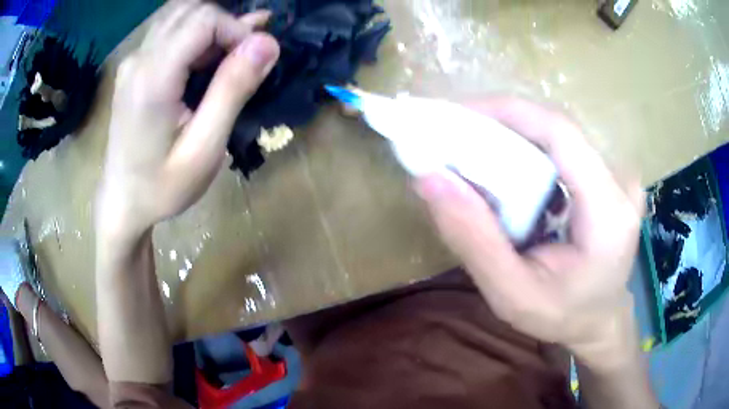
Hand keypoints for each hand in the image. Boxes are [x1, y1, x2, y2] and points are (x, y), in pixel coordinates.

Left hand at [97, 0, 279, 241]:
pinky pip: (168, 32)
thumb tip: (267, 43)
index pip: (203, 19)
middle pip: (192, 10)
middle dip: (226, 25)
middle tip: (244, 59)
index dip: (237, 29)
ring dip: (212, 27)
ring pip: (180, 15)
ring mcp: (133, 61)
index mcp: (153, 79)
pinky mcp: (133, 67)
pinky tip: (212, 50)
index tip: (253, 61)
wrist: (122, 202)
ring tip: (232, 53)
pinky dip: (196, 33)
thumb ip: (233, 90)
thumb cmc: (162, 187)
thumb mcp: (204, 149)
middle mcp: (138, 59)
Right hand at [415, 98, 643, 363]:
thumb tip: (430, 179)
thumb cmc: (562, 316)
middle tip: (452, 137)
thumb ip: (474, 240)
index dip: (506, 112)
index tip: (455, 116)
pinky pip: (563, 148)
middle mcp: (620, 181)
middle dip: (500, 126)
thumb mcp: (512, 295)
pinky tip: (506, 170)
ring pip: (556, 136)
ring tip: (471, 153)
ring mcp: (618, 174)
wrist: (600, 319)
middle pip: (555, 129)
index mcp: (608, 211)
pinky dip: (528, 151)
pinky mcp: (609, 175)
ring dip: (511, 138)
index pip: (560, 133)